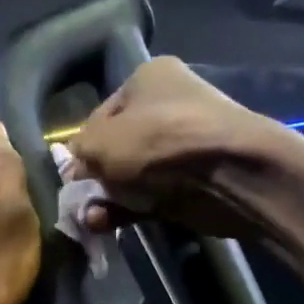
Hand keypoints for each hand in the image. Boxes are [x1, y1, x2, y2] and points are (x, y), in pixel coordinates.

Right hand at [68, 56, 297, 237]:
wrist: (232, 172)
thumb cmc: (160, 142)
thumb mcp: (101, 142)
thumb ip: (79, 154)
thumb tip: (76, 170)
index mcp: (148, 78)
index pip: (100, 115)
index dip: (82, 147)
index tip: (72, 175)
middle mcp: (168, 105)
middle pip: (117, 147)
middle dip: (96, 177)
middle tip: (79, 201)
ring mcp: (184, 145)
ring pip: (132, 175)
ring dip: (108, 198)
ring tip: (90, 220)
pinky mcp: (195, 181)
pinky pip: (151, 195)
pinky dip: (129, 209)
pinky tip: (107, 225)